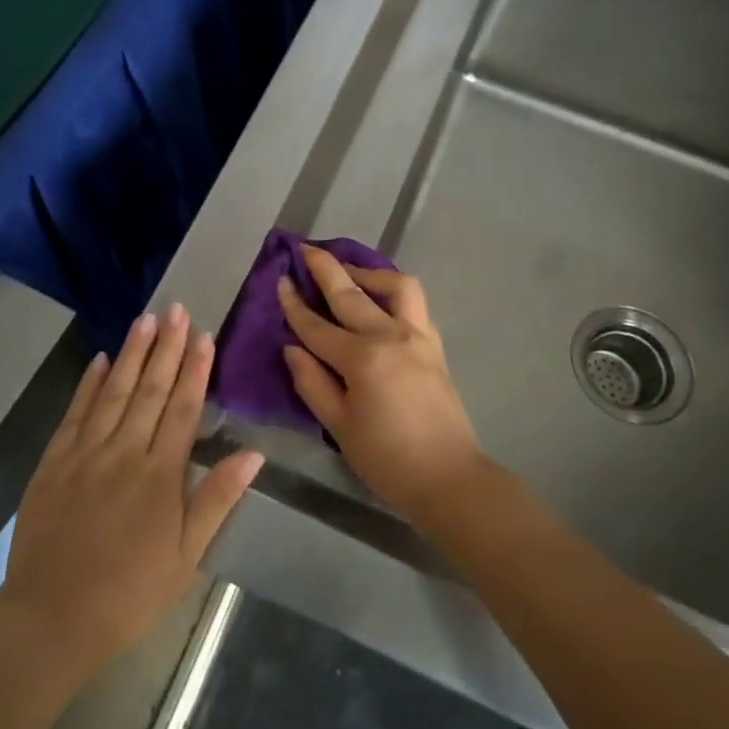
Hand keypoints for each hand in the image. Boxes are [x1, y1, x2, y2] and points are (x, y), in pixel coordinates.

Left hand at [0, 305, 261, 679]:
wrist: (52, 619)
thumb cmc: (130, 593)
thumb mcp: (185, 556)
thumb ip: (216, 499)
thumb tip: (252, 454)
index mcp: (160, 475)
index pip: (183, 409)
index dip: (195, 369)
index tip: (204, 335)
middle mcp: (123, 453)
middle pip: (150, 390)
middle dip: (167, 347)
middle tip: (177, 309)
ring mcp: (84, 454)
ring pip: (114, 392)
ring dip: (132, 354)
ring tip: (146, 319)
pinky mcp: (53, 463)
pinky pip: (75, 414)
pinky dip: (88, 384)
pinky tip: (100, 360)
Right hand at [278, 245, 487, 523]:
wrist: (449, 479)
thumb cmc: (387, 459)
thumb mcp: (339, 426)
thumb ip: (312, 383)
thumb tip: (292, 348)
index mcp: (362, 359)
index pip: (317, 326)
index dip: (294, 304)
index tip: (279, 280)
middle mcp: (391, 336)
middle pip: (352, 293)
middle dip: (325, 268)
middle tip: (306, 249)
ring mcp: (418, 337)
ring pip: (396, 286)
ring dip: (369, 272)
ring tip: (349, 273)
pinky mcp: (434, 345)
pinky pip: (414, 304)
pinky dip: (393, 291)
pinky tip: (380, 299)